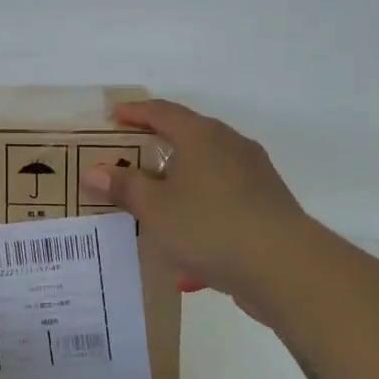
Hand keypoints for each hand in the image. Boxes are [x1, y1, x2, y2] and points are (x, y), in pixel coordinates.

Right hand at [80, 99, 310, 314]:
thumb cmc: (211, 226)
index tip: (114, 116)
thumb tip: (94, 170)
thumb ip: (124, 187)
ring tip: (156, 197)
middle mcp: (231, 145)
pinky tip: (187, 234)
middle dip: (159, 145)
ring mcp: (254, 175)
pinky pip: (223, 196)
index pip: (163, 112)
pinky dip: (200, 205)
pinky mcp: (266, 204)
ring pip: (208, 168)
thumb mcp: (156, 208)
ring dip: (181, 178)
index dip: (136, 112)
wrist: (284, 266)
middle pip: (189, 136)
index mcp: (203, 136)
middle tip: (130, 155)